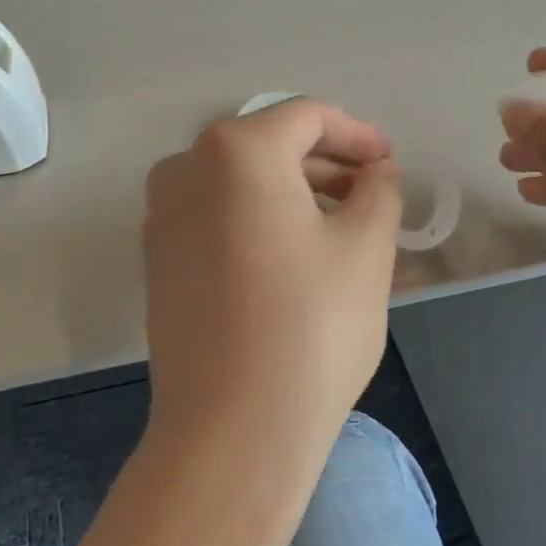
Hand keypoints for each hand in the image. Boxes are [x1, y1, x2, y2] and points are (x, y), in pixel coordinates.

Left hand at [141, 100, 402, 522]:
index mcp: (236, 150)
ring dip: (291, 192)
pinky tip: (292, 255)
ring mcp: (162, 216)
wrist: (232, 429)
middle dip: (324, 163)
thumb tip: (375, 173)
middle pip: (267, 145)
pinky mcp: (157, 261)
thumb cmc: (312, 326)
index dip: (356, 134)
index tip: (388, 163)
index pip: (306, 117)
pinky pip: (215, 217)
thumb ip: (379, 190)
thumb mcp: (367, 248)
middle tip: (370, 194)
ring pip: (239, 183)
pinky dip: (257, 220)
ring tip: (339, 226)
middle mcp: (184, 169)